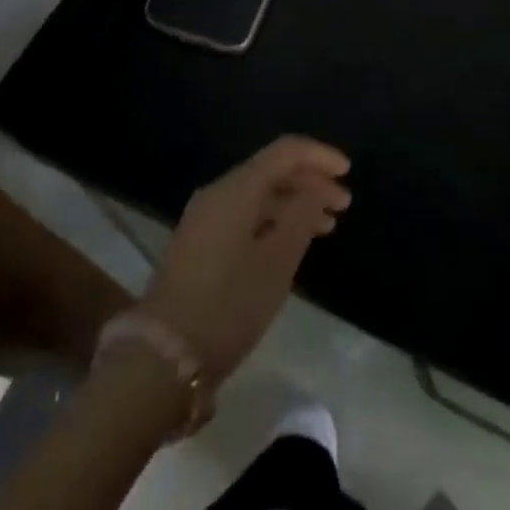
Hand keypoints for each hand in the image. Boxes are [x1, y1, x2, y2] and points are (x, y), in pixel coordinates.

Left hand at [140, 136, 351, 382]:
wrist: (162, 358)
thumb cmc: (228, 305)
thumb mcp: (277, 262)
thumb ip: (302, 216)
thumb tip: (315, 188)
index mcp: (236, 188)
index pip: (284, 151)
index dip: (319, 156)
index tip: (348, 172)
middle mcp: (218, 193)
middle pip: (272, 171)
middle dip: (310, 182)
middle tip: (343, 204)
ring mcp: (206, 218)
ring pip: (260, 196)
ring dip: (294, 204)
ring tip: (327, 225)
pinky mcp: (200, 244)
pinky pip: (246, 216)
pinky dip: (274, 221)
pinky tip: (293, 242)